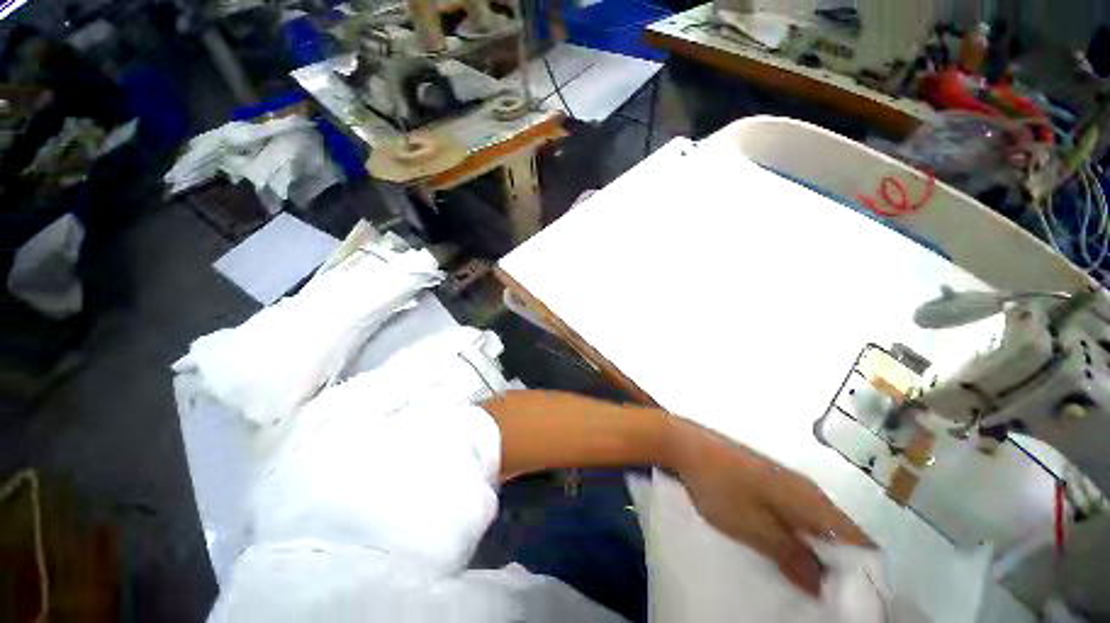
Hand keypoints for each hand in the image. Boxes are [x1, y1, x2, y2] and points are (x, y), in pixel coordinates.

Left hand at [666, 418, 870, 596]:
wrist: (686, 446)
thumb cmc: (721, 487)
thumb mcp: (757, 529)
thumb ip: (794, 557)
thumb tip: (826, 586)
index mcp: (812, 500)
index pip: (858, 540)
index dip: (862, 573)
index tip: (853, 601)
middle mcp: (805, 489)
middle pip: (837, 534)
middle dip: (836, 568)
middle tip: (828, 600)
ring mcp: (783, 482)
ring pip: (813, 525)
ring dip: (812, 553)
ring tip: (806, 584)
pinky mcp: (764, 480)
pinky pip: (791, 514)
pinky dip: (793, 536)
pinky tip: (781, 552)